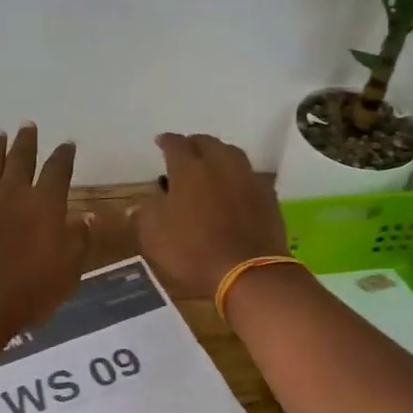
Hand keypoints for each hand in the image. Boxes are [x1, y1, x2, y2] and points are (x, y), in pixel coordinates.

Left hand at [0, 124, 91, 338]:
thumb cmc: (32, 290)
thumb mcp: (70, 269)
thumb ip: (80, 240)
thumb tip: (87, 216)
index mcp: (46, 203)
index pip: (58, 170)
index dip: (64, 155)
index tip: (67, 144)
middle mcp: (13, 192)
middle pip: (21, 158)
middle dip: (26, 141)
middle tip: (28, 125)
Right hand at [131, 133, 287, 297]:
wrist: (247, 271)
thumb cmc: (193, 250)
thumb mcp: (153, 235)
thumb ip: (145, 212)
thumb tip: (146, 203)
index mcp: (189, 168)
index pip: (175, 144)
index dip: (166, 141)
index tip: (160, 142)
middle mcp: (220, 163)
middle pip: (206, 142)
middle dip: (193, 145)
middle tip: (185, 156)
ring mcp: (247, 177)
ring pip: (231, 155)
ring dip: (218, 157)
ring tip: (210, 169)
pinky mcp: (267, 195)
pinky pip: (248, 177)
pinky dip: (237, 178)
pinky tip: (233, 190)